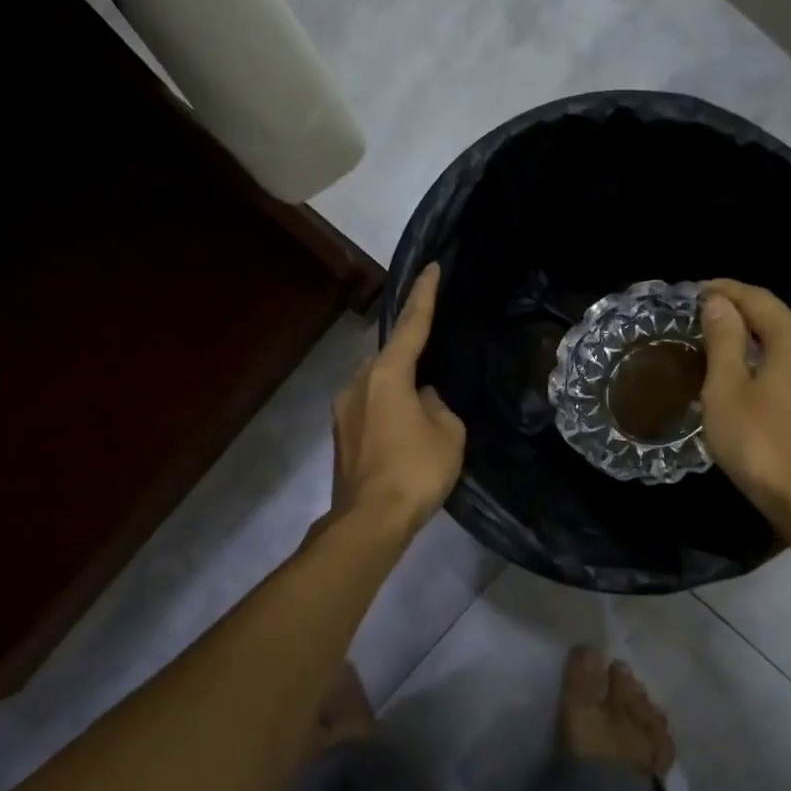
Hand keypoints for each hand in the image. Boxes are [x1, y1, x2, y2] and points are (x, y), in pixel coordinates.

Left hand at [330, 263, 465, 535]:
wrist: (369, 521)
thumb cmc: (415, 471)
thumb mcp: (448, 434)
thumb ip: (438, 406)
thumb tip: (423, 400)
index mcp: (386, 375)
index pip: (411, 326)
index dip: (424, 296)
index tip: (431, 268)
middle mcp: (358, 384)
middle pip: (389, 356)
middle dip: (411, 355)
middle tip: (435, 361)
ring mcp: (344, 411)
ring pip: (377, 385)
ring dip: (399, 388)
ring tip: (424, 408)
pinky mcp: (341, 436)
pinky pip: (371, 408)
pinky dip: (389, 410)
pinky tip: (406, 432)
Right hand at [698, 278, 790, 520]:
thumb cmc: (760, 443)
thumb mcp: (726, 389)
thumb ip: (724, 340)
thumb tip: (720, 303)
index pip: (758, 299)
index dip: (726, 290)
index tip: (697, 290)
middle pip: (777, 323)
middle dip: (742, 317)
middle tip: (706, 322)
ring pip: (789, 354)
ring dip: (757, 349)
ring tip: (727, 359)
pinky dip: (772, 374)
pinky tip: (757, 394)